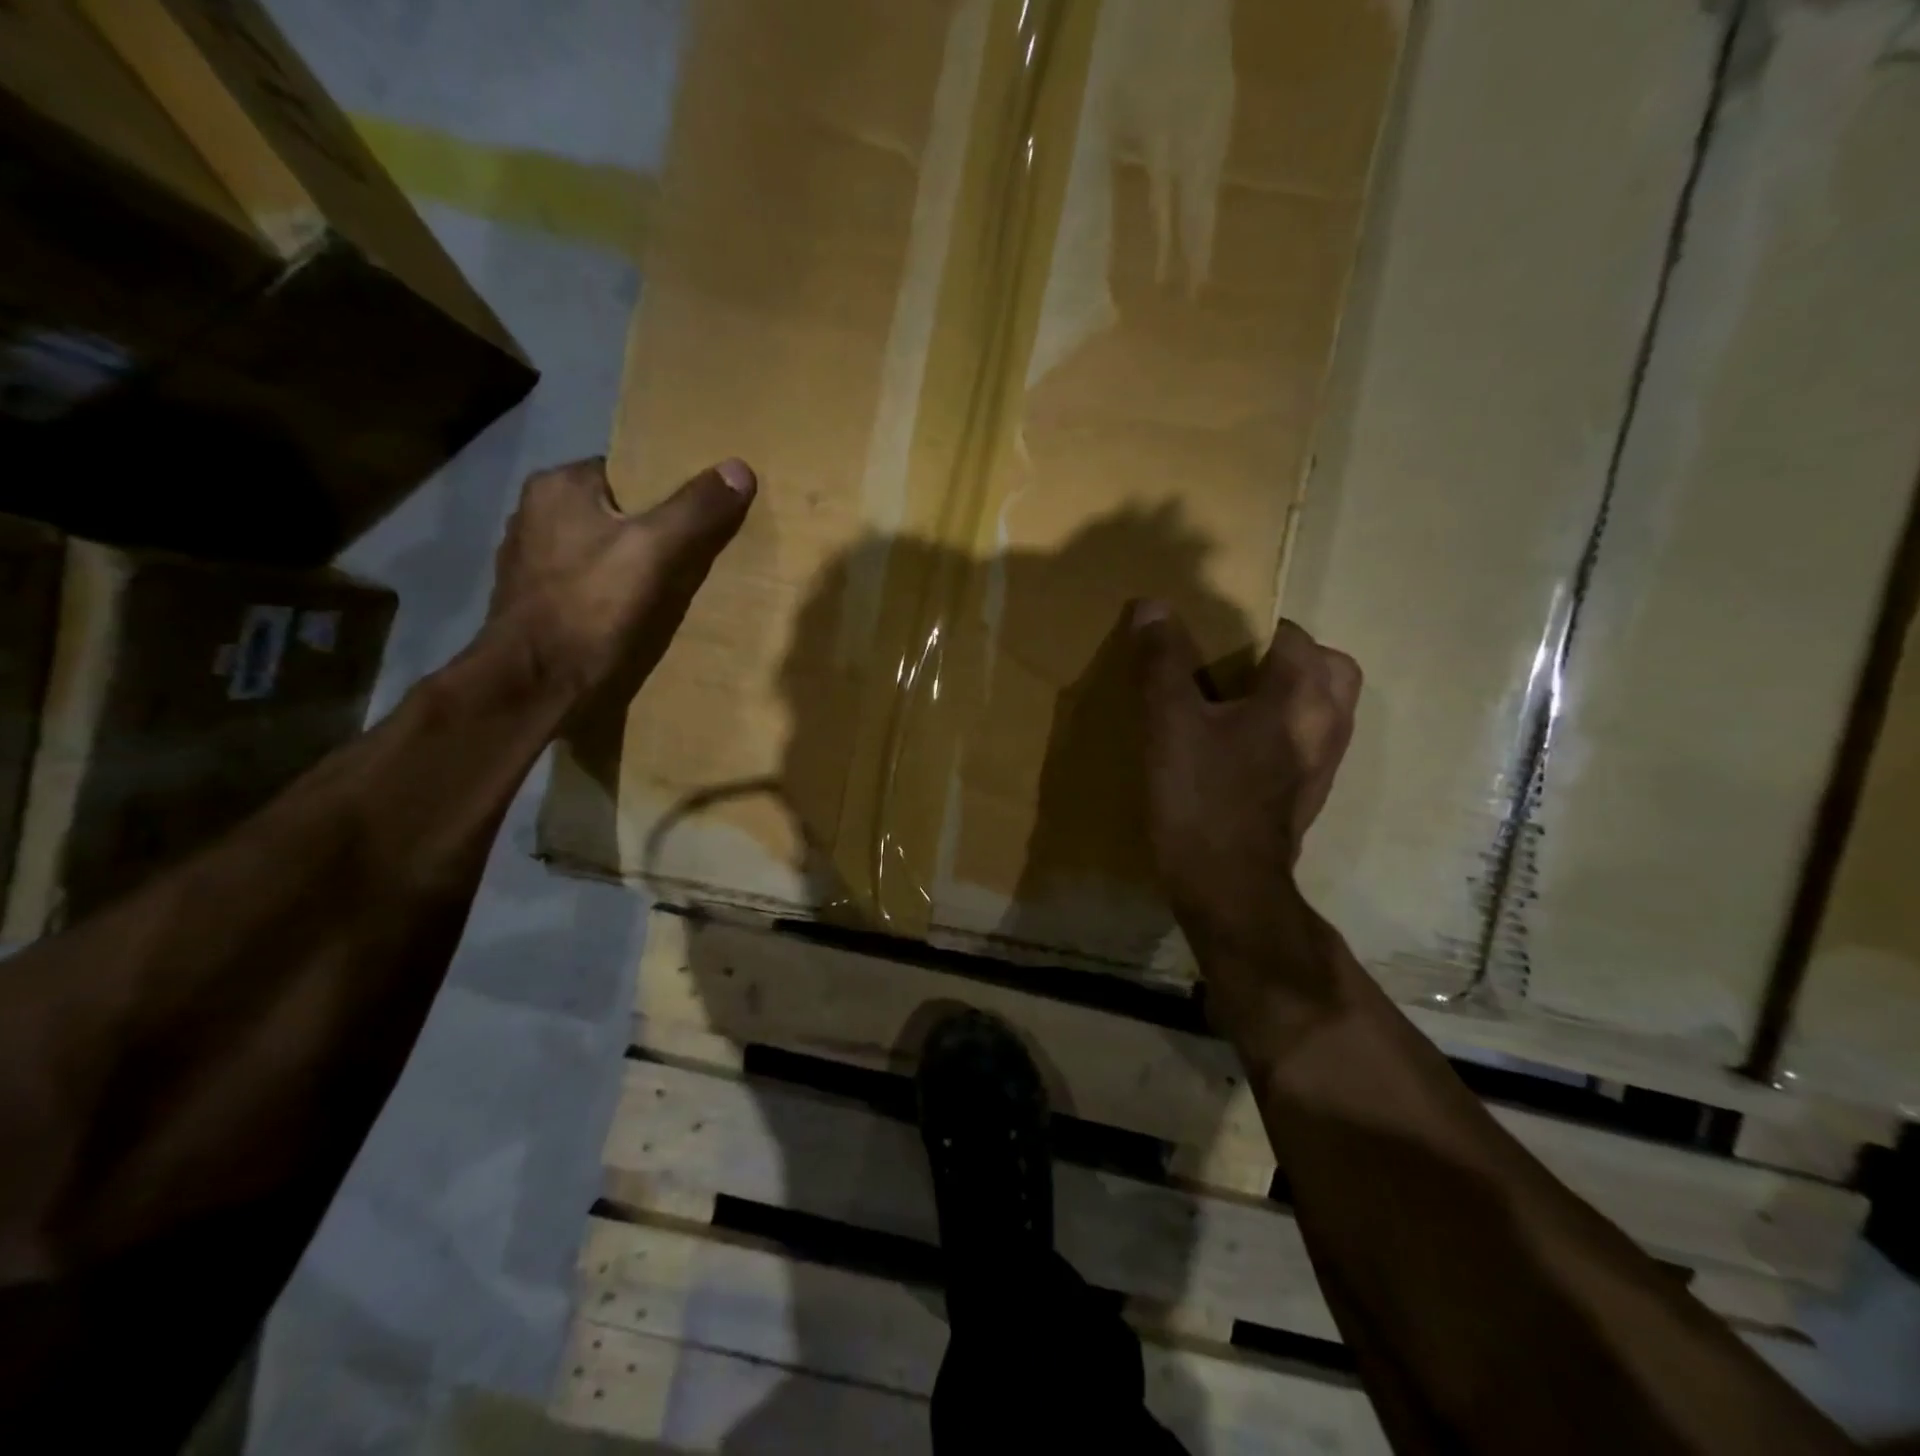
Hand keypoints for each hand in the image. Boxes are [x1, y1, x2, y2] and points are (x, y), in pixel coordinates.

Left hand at [487, 457, 755, 706]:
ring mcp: (533, 565)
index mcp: (558, 488)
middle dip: (656, 533)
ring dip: (636, 568)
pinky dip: (616, 597)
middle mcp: (536, 516)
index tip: (705, 517)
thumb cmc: (592, 611)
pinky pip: (592, 587)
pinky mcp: (538, 606)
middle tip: (700, 557)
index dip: (670, 493)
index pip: (628, 473)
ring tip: (676, 590)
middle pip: (618, 515)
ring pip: (604, 553)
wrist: (536, 690)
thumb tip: (740, 467)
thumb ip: (697, 510)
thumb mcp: (657, 552)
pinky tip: (639, 618)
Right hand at [1132, 602, 1360, 966]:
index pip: (1291, 634)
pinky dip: (1284, 728)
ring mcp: (1325, 763)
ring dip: (1289, 692)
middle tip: (1235, 666)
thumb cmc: (1201, 796)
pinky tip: (1238, 745)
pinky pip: (1308, 741)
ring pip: (1323, 706)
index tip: (1210, 637)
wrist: (1226, 885)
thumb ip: (1163, 661)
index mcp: (1303, 696)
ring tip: (1234, 701)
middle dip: (1287, 657)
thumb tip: (1152, 605)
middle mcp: (1329, 724)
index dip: (1250, 626)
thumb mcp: (1170, 723)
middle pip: (1326, 668)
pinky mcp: (1310, 793)